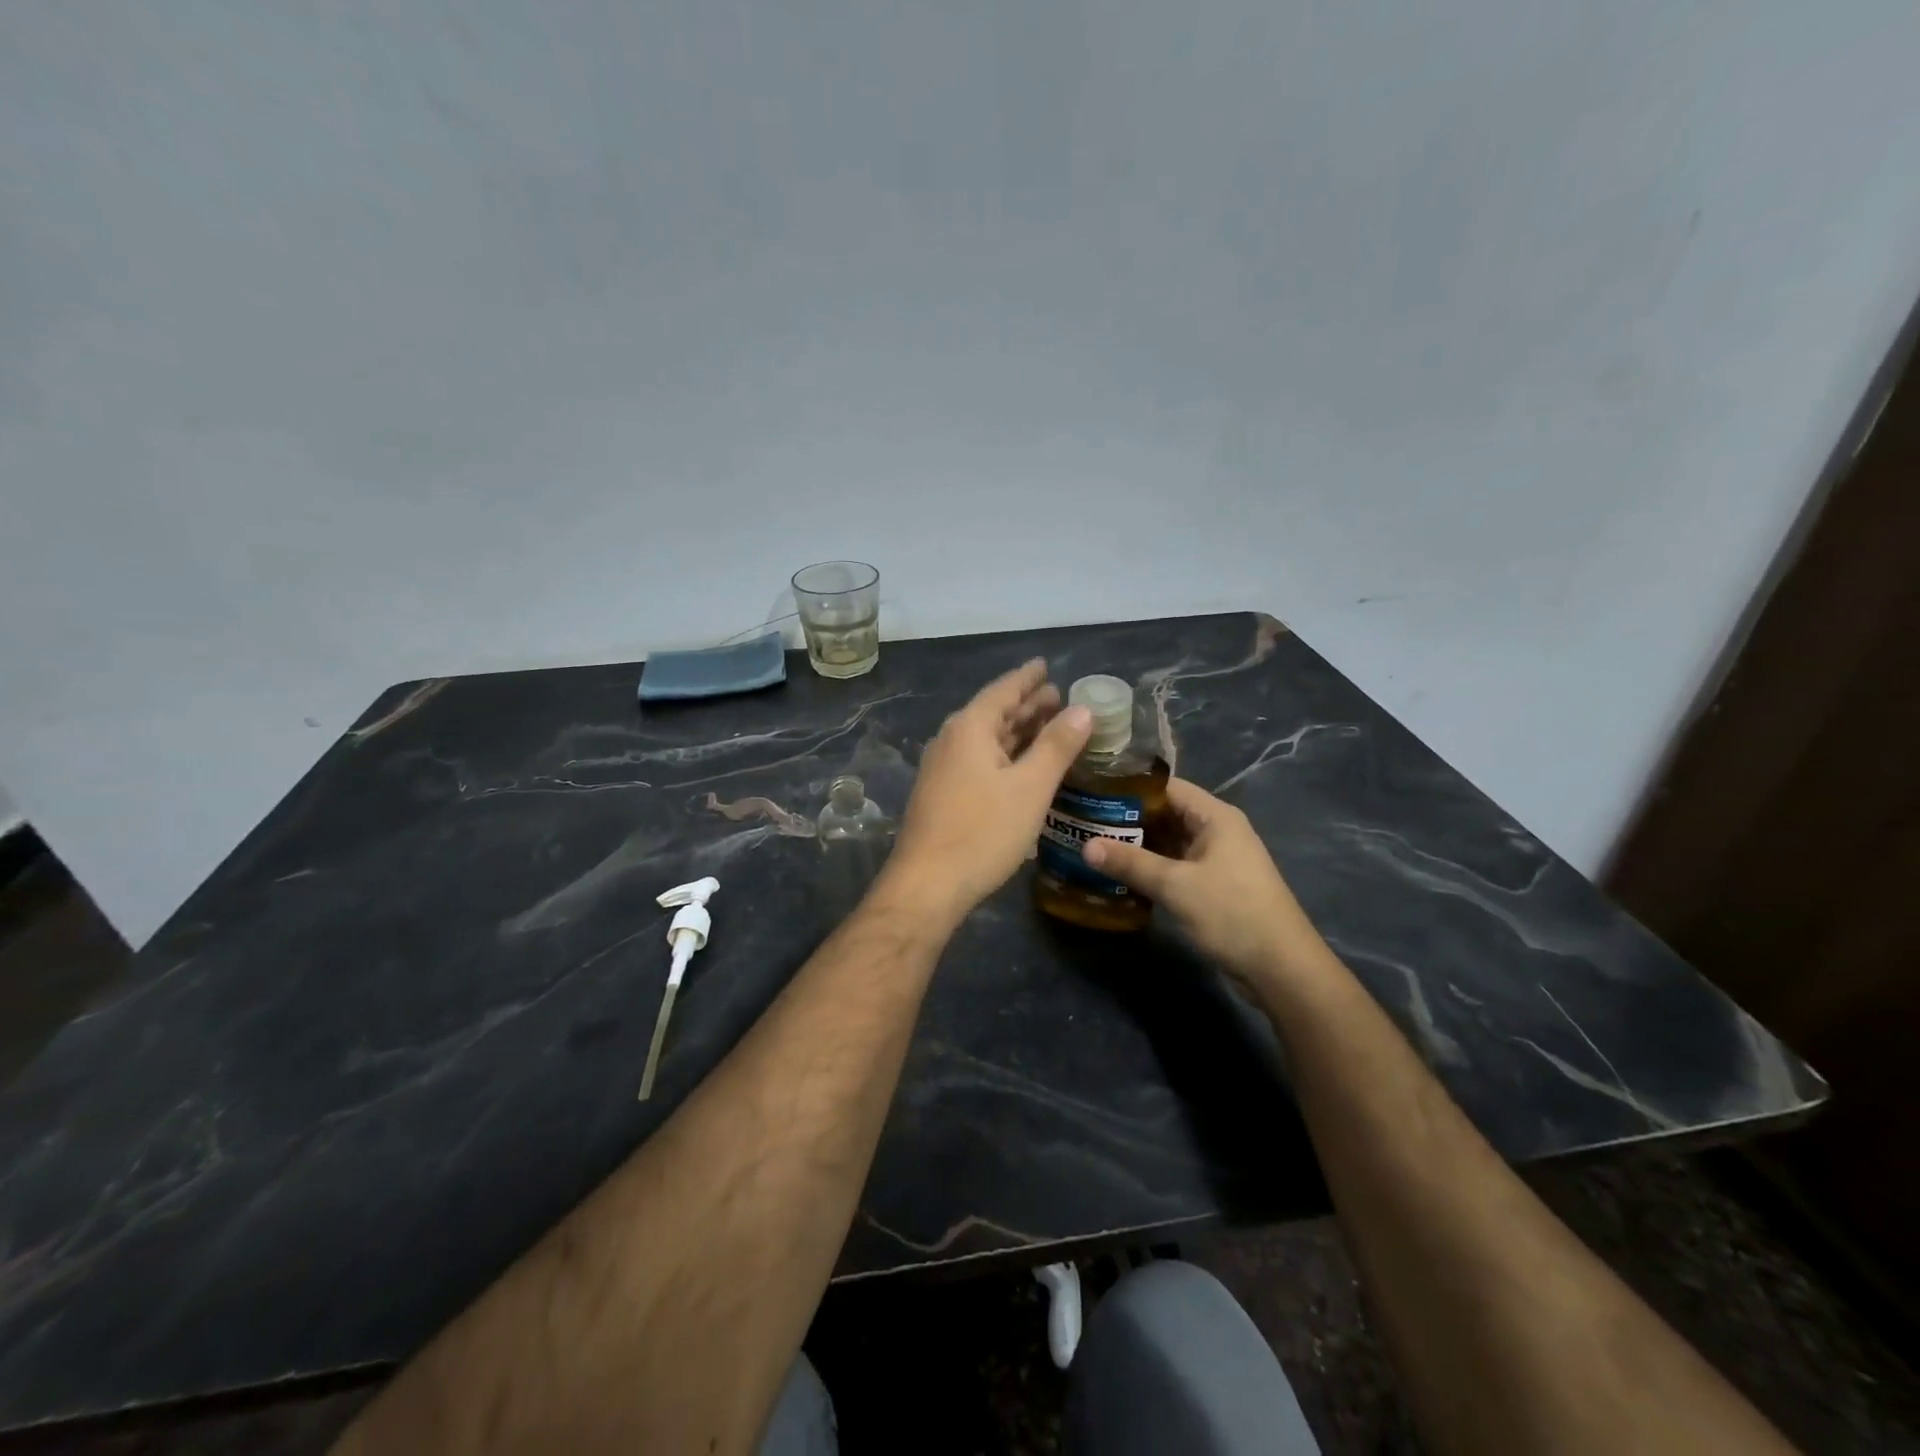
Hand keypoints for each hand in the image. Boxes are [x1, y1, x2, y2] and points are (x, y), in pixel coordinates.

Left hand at [883, 660, 1091, 924]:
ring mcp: (942, 768)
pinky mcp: (942, 794)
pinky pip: (978, 760)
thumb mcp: (1030, 787)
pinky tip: (1020, 765)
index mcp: (969, 728)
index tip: (1045, 666)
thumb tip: (1083, 709)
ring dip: (1016, 730)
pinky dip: (1004, 754)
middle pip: (993, 713)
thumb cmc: (983, 831)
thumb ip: (1057, 746)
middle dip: (1026, 704)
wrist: (928, 884)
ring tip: (1046, 724)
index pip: (1003, 690)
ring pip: (986, 739)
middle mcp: (951, 740)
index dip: (1028, 678)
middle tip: (1057, 696)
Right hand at [1083, 778, 1332, 997]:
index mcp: (1215, 816)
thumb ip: (1131, 863)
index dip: (1130, 789)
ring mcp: (1217, 859)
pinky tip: (1121, 876)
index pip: (1166, 787)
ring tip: (1094, 846)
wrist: (1281, 968)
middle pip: (1166, 813)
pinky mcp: (1214, 885)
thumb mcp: (1176, 886)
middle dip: (1128, 819)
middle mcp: (1217, 830)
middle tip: (1085, 822)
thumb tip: (1086, 845)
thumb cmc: (1232, 914)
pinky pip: (1175, 865)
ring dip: (1138, 846)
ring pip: (1169, 841)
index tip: (1093, 794)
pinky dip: (1151, 867)